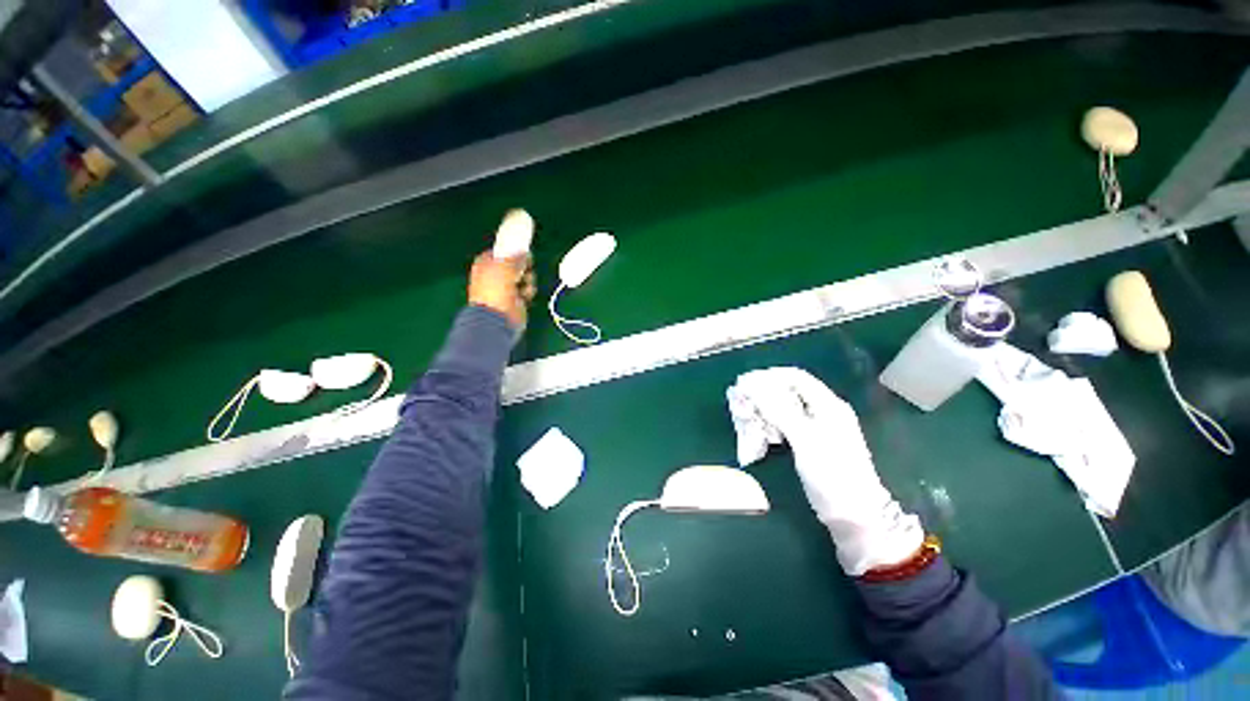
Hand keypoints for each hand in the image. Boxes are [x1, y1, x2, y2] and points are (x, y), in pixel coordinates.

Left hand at [468, 251, 535, 329]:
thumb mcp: (505, 267)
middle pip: (515, 264)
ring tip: (524, 284)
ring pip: (524, 276)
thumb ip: (516, 257)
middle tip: (525, 268)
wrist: (496, 317)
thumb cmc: (495, 289)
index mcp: (485, 264)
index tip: (523, 250)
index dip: (512, 250)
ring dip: (528, 279)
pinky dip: (528, 291)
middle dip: (523, 266)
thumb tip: (525, 252)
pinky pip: (527, 289)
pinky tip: (525, 295)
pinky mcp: (516, 299)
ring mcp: (506, 288)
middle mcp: (495, 275)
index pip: (501, 251)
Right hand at [730, 368, 924, 574]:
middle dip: (764, 391)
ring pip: (786, 406)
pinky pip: (786, 422)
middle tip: (742, 399)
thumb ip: (780, 411)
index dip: (770, 376)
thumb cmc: (833, 475)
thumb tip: (753, 386)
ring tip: (746, 413)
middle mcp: (823, 411)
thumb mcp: (806, 441)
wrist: (854, 515)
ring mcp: (817, 427)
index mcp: (829, 405)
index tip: (746, 382)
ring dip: (765, 407)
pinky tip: (759, 429)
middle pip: (789, 390)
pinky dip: (770, 421)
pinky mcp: (810, 442)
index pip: (796, 377)